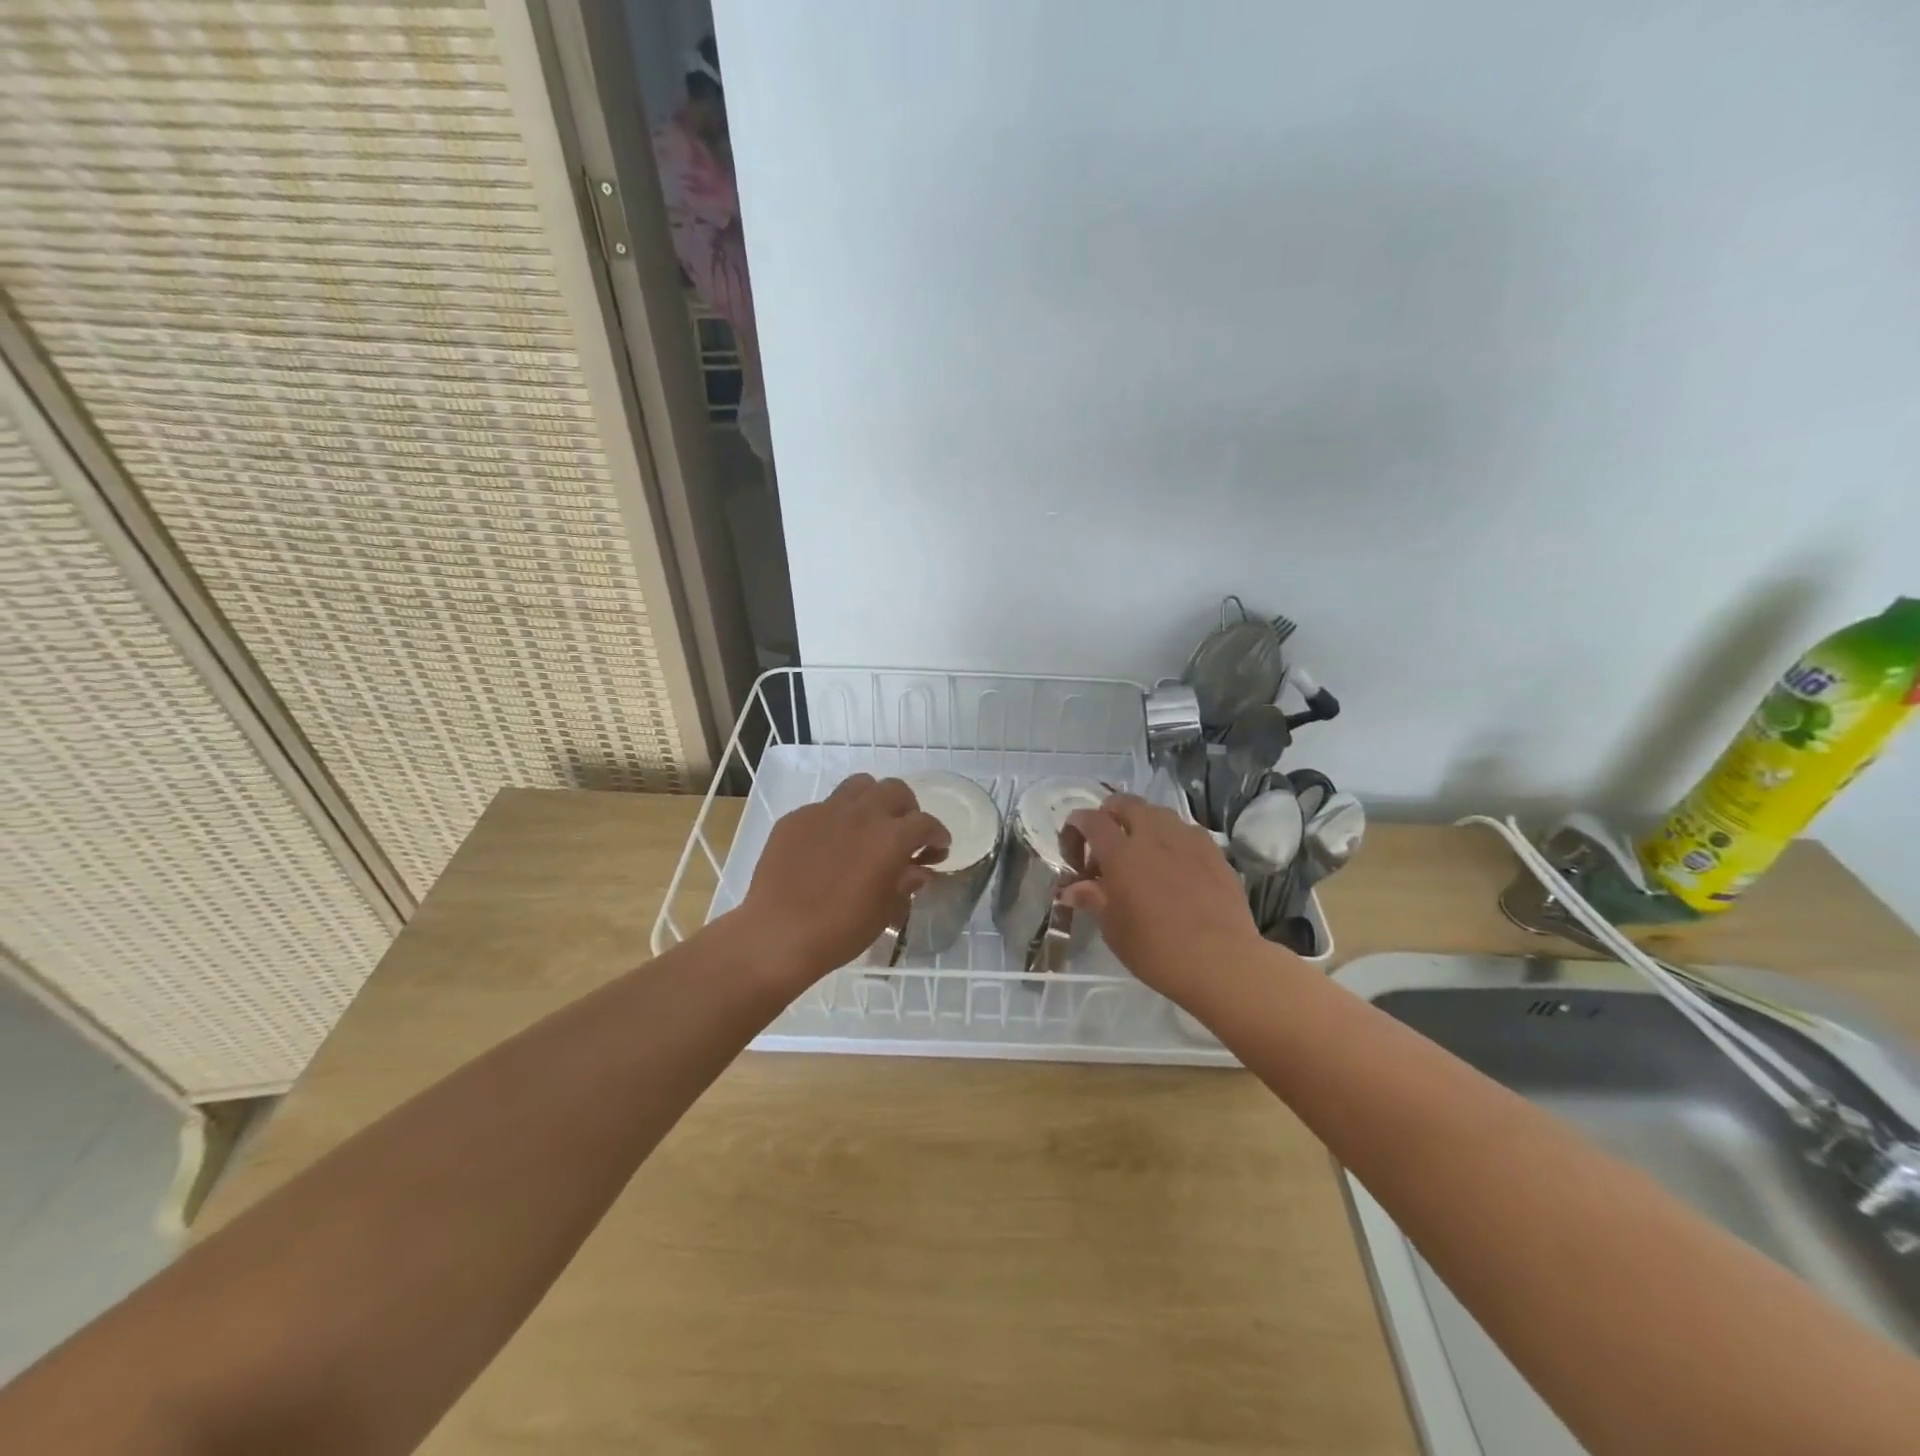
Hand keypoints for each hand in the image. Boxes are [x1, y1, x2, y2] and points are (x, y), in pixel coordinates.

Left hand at [735, 774, 949, 987]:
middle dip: (908, 809)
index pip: (925, 823)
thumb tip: (917, 870)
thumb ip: (905, 883)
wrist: (777, 934)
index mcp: (890, 837)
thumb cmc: (840, 931)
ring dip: (873, 800)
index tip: (939, 847)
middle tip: (905, 833)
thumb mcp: (884, 912)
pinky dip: (838, 819)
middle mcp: (862, 814)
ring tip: (870, 825)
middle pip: (895, 790)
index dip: (937, 834)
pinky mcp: (796, 818)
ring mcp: (825, 811)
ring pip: (860, 785)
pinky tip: (830, 845)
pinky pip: (825, 806)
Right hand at [1062, 794, 1268, 1004]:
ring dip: (1142, 823)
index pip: (1091, 820)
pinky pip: (1186, 830)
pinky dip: (1172, 838)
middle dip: (1109, 815)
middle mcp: (1153, 835)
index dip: (1076, 827)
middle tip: (1105, 845)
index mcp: (1121, 853)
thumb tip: (1071, 889)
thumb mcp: (1114, 929)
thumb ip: (1092, 899)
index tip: (1073, 851)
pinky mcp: (1214, 851)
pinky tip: (1174, 865)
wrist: (1221, 962)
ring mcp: (1187, 839)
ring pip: (1158, 813)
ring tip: (1140, 853)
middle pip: (1125, 803)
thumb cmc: (1157, 949)